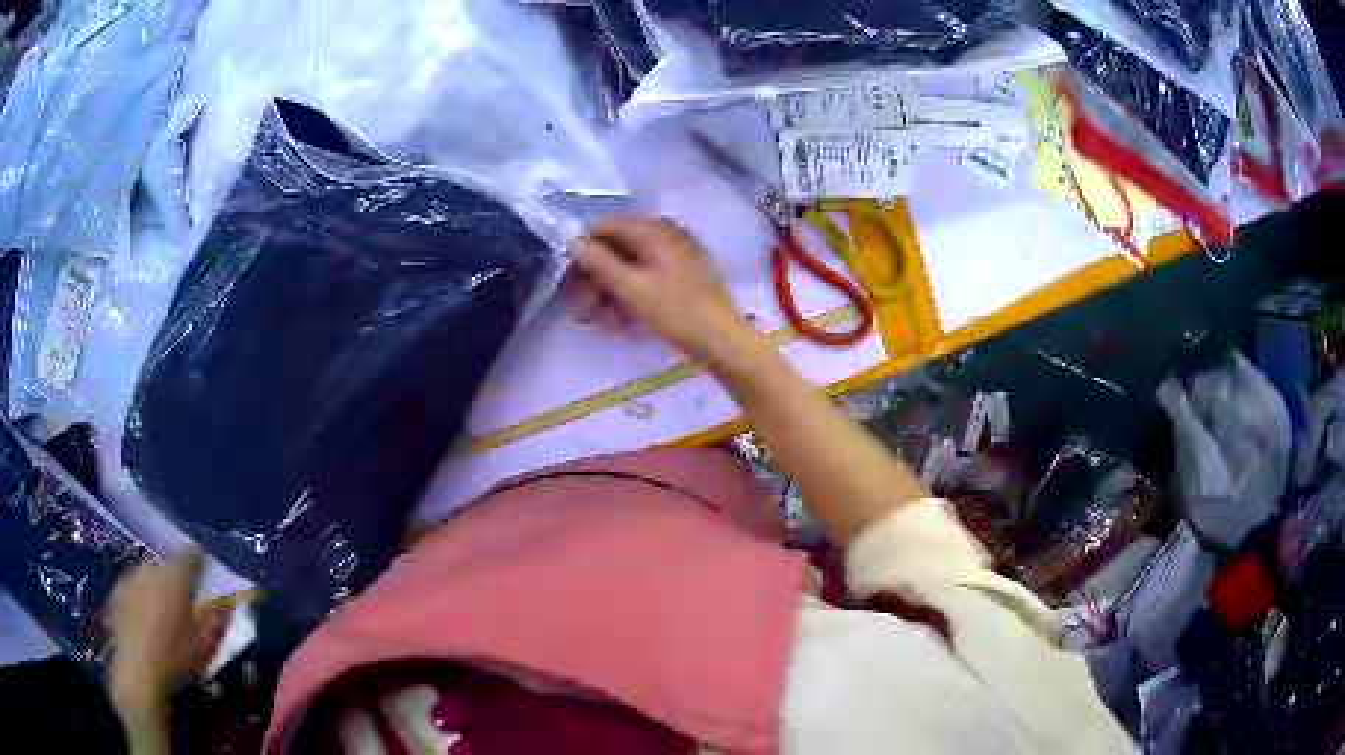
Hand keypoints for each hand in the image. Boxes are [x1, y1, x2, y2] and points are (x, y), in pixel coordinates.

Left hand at [108, 547, 229, 712]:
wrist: (138, 668)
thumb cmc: (176, 656)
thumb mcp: (204, 644)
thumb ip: (216, 619)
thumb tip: (229, 601)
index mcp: (176, 576)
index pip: (191, 555)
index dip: (200, 561)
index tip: (206, 573)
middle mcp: (152, 567)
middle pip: (168, 567)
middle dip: (176, 581)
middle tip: (184, 606)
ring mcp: (132, 577)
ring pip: (150, 577)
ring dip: (158, 589)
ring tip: (164, 616)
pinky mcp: (118, 590)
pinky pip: (135, 588)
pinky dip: (143, 598)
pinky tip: (146, 621)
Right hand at [570, 216, 749, 359]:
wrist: (722, 339)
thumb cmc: (676, 312)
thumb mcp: (631, 288)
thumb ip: (599, 262)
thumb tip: (573, 241)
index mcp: (653, 229)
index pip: (602, 227)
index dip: (581, 253)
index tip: (568, 283)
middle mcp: (664, 233)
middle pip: (615, 248)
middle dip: (594, 280)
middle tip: (579, 312)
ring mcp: (675, 252)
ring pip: (629, 266)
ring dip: (608, 293)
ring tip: (598, 323)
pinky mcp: (681, 272)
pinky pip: (645, 276)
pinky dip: (629, 295)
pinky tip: (620, 323)